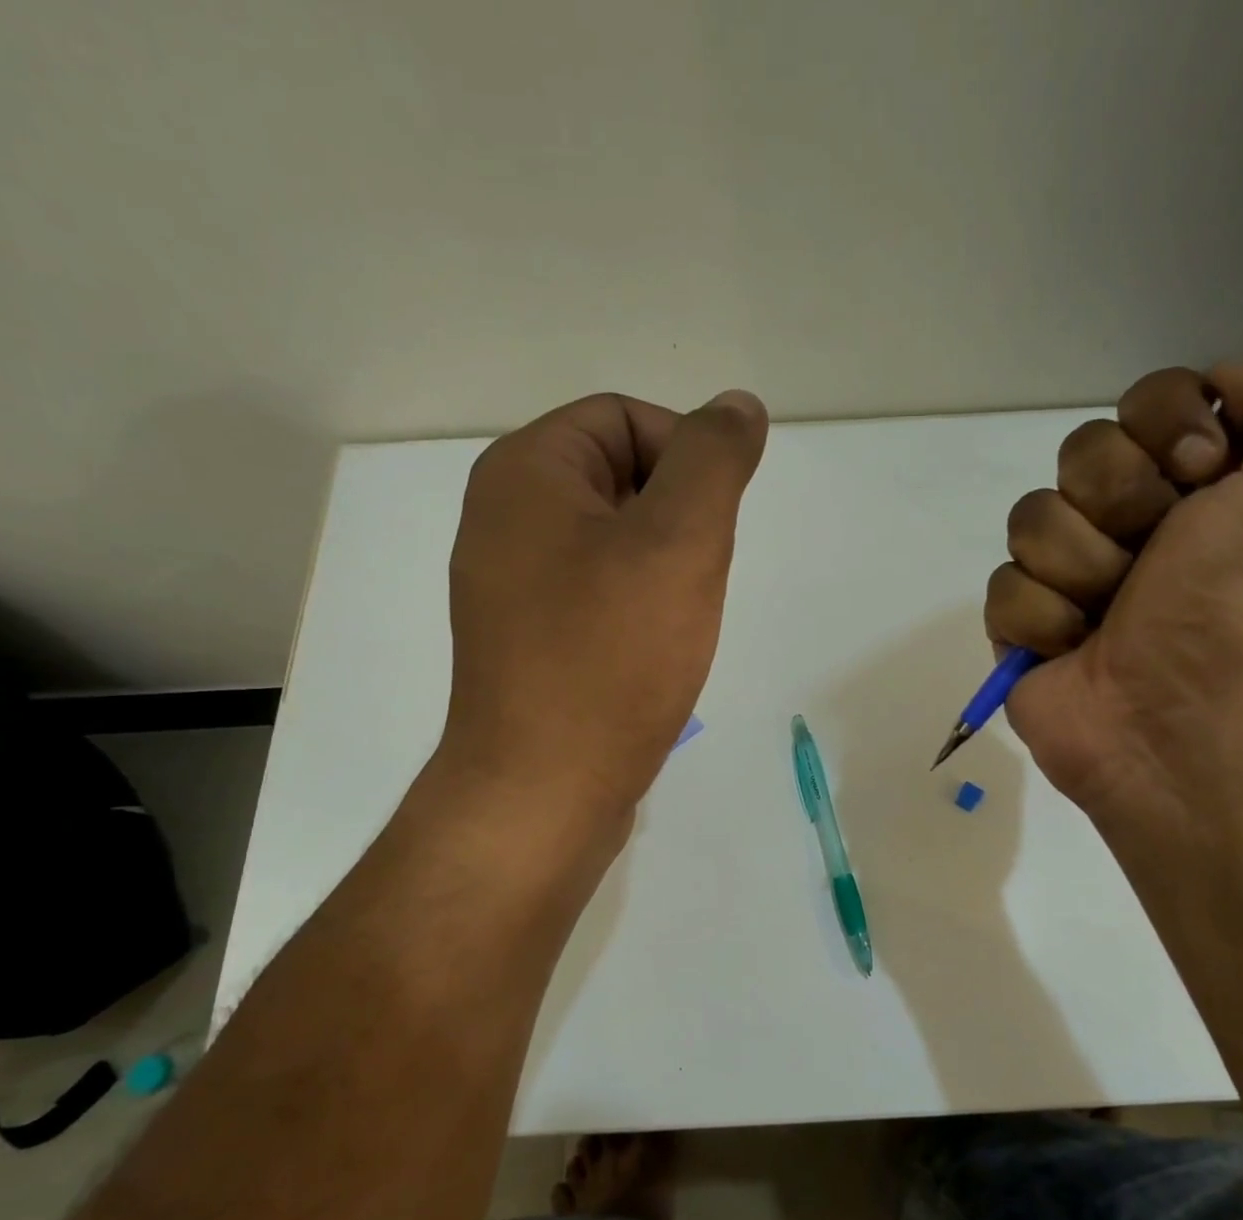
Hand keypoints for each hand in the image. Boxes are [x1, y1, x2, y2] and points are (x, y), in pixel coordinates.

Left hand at [431, 390, 768, 833]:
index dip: (687, 457)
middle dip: (679, 521)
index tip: (713, 527)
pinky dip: (638, 608)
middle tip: (694, 581)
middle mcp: (505, 518)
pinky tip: (653, 653)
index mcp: (525, 473)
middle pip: (620, 478)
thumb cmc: (611, 658)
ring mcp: (511, 584)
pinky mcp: (529, 640)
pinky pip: (598, 593)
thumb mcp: (679, 542)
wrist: (545, 790)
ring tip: (675, 623)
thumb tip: (737, 405)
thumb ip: (714, 460)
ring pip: (616, 541)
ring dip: (664, 570)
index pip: (626, 417)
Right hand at [984, 347, 1242, 817]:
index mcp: (1199, 483)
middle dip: (1119, 505)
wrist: (1184, 722)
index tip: (1201, 480)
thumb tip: (1216, 387)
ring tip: (1113, 617)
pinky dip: (1042, 620)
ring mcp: (1070, 574)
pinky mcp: (1022, 625)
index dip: (1164, 428)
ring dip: (1082, 569)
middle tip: (1154, 561)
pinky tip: (1074, 649)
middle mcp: (1132, 521)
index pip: (1145, 399)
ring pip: (1031, 518)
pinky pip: (1003, 586)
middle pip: (1079, 452)